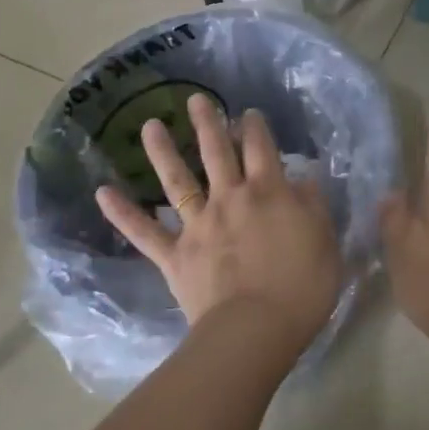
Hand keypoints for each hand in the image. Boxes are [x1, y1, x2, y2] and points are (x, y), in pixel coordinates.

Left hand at [97, 93, 342, 356]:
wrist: (255, 329)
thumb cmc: (301, 288)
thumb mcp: (325, 241)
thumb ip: (314, 206)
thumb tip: (305, 179)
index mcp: (269, 192)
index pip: (261, 148)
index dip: (255, 127)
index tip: (248, 113)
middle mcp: (231, 198)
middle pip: (217, 152)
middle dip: (207, 123)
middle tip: (195, 100)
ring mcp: (199, 225)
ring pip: (178, 181)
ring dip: (163, 151)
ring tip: (150, 125)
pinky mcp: (175, 255)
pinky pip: (144, 232)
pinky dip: (123, 213)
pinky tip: (103, 192)